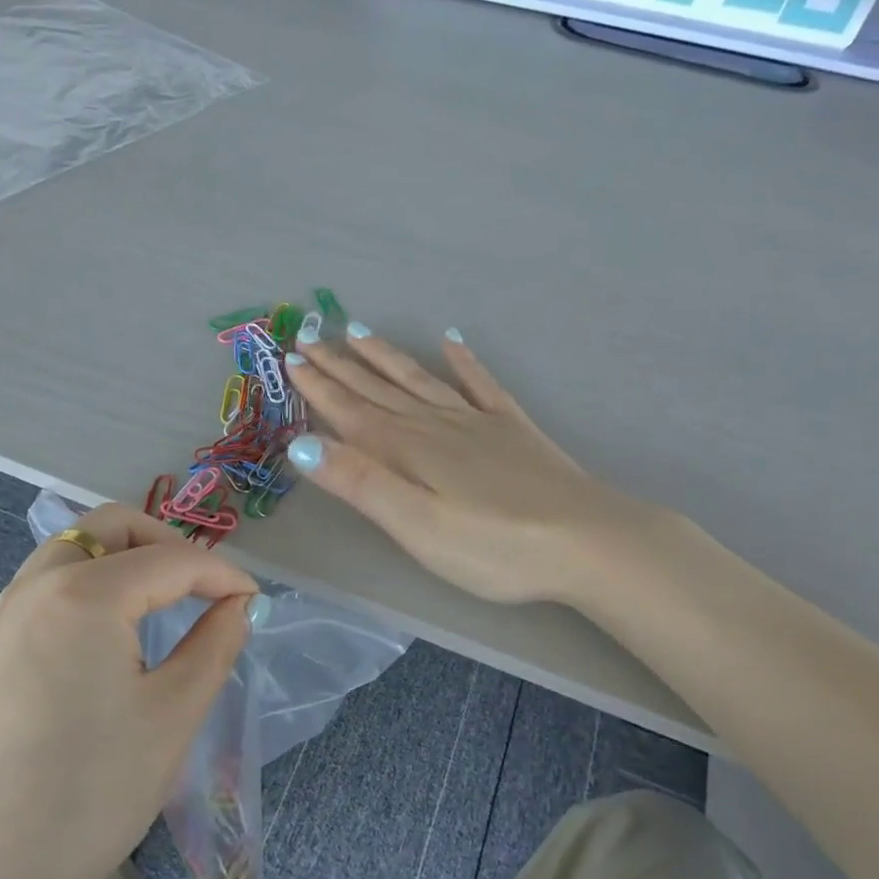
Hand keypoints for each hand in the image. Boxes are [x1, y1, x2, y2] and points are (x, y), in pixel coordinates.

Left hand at [0, 504, 260, 878]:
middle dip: (167, 543)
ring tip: (163, 606)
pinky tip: (112, 637)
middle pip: (110, 527)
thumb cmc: (90, 795)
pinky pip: (48, 586)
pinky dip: (92, 585)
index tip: (254, 600)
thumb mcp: (173, 715)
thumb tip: (236, 605)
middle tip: (203, 588)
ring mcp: (2, 616)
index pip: (171, 558)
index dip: (222, 573)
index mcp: (83, 593)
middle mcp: (35, 586)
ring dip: (125, 559)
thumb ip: (214, 644)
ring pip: (74, 551)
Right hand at [287, 328, 659, 604]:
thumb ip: (361, 483)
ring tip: (360, 331)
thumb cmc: (493, 546)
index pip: (351, 411)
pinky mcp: (512, 429)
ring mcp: (478, 422)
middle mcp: (437, 424)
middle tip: (310, 336)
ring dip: (387, 357)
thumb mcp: (416, 526)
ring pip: (420, 379)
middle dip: (341, 365)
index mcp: (408, 449)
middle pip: (380, 389)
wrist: (587, 541)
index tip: (291, 358)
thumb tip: (302, 442)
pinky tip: (453, 341)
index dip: (319, 387)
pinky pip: (481, 384)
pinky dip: (464, 362)